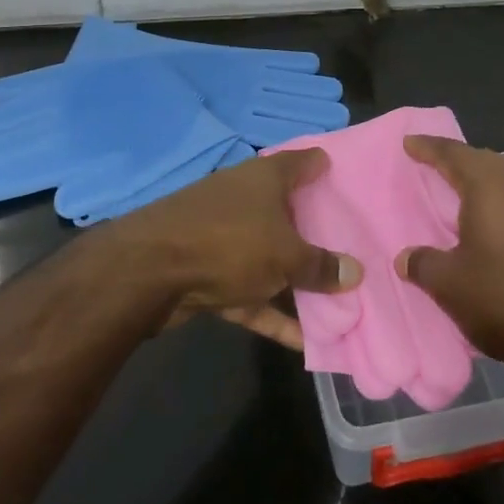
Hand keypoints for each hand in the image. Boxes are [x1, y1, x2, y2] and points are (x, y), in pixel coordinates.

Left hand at [106, 148, 360, 350]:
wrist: (148, 272)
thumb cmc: (230, 243)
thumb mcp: (285, 255)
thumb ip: (320, 265)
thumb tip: (355, 271)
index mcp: (264, 179)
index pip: (301, 161)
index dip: (321, 164)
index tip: (343, 174)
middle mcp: (244, 199)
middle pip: (287, 211)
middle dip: (315, 229)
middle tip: (351, 243)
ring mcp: (223, 236)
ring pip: (268, 256)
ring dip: (296, 281)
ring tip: (336, 302)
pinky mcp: (207, 272)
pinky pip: (249, 292)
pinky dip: (271, 313)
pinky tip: (302, 343)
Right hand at [398, 135, 503, 383]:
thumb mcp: (451, 285)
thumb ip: (424, 264)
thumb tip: (405, 257)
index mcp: (488, 187)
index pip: (453, 154)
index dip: (429, 147)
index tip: (410, 142)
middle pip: (485, 162)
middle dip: (460, 161)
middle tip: (435, 165)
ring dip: (485, 184)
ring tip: (464, 196)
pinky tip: (499, 229)